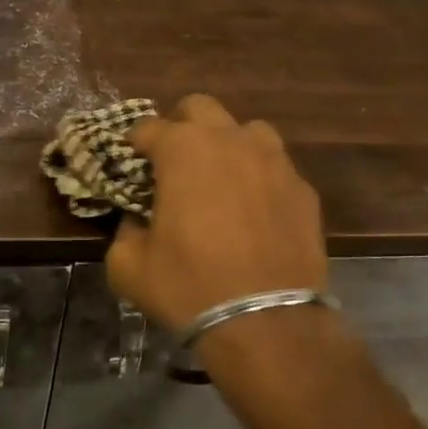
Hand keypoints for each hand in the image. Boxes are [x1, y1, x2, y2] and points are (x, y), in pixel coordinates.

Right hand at [105, 94, 327, 332]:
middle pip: (201, 107)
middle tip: (174, 160)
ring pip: (248, 130)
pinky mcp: (303, 188)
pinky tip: (257, 210)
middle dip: (182, 125)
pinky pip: (277, 168)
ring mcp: (274, 161)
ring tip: (222, 177)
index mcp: (183, 150)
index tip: (132, 161)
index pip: (148, 127)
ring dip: (229, 144)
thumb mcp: (129, 267)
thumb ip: (124, 231)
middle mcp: (231, 140)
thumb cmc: (189, 287)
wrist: (265, 321)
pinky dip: (261, 179)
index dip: (135, 143)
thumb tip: (135, 220)